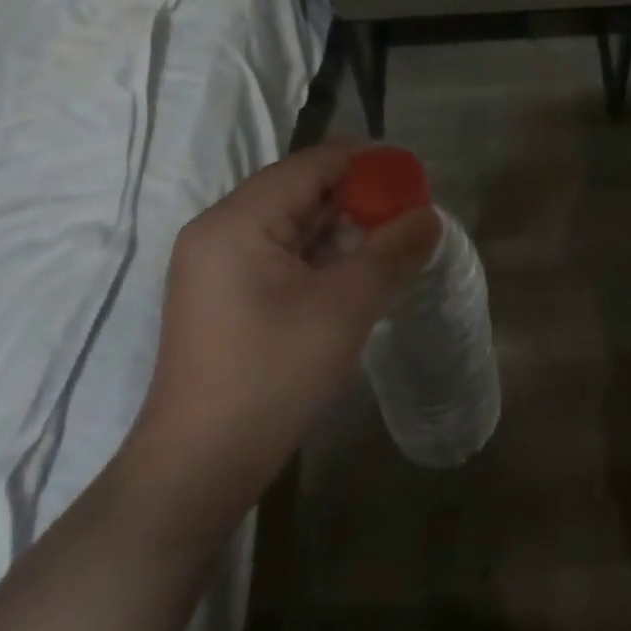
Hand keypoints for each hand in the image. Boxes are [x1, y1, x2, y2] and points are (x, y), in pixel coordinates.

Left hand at [132, 142, 440, 501]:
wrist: (200, 467)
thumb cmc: (273, 373)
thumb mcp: (346, 305)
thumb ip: (393, 250)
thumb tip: (430, 216)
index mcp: (238, 219)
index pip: (313, 163)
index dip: (368, 163)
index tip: (415, 178)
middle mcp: (220, 230)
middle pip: (301, 190)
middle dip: (360, 199)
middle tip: (410, 215)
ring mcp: (216, 265)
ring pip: (293, 224)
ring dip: (343, 230)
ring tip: (393, 244)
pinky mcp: (222, 295)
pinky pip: (280, 254)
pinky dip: (321, 256)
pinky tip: (357, 273)